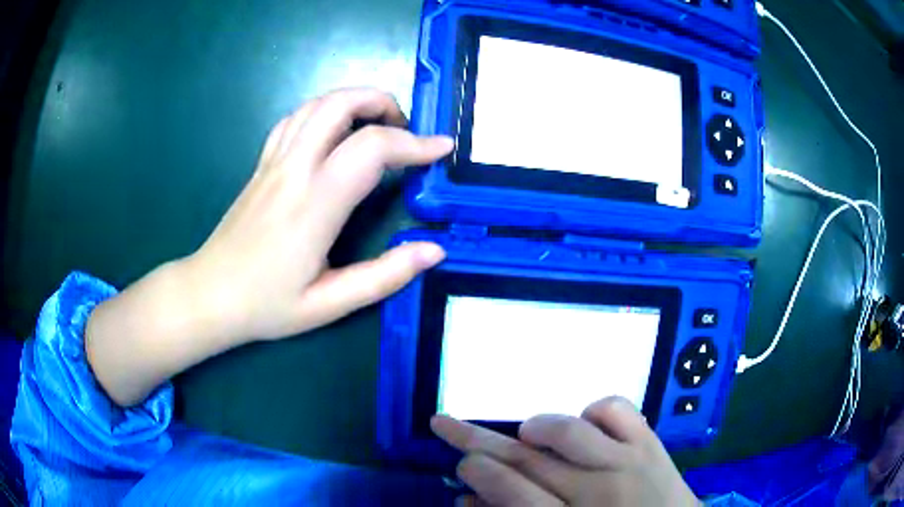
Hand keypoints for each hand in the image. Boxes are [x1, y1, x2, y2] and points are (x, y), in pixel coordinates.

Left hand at [182, 87, 451, 341]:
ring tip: (377, 126)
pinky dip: (324, 112)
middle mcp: (293, 170)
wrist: (209, 295)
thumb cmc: (266, 305)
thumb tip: (434, 250)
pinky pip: (294, 119)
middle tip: (405, 132)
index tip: (442, 149)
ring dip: (354, 101)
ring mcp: (273, 162)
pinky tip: (335, 134)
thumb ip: (385, 276)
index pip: (371, 148)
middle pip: (340, 104)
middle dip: (383, 104)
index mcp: (313, 205)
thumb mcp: (329, 305)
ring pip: (315, 104)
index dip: (415, 143)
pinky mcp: (261, 164)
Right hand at [432, 397, 699, 506]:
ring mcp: (628, 463)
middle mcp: (597, 492)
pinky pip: (618, 410)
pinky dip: (595, 409)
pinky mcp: (651, 443)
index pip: (510, 492)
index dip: (475, 472)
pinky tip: (587, 427)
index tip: (459, 462)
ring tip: (525, 433)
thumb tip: (468, 498)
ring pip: (568, 430)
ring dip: (535, 426)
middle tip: (447, 424)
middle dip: (477, 440)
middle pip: (526, 460)